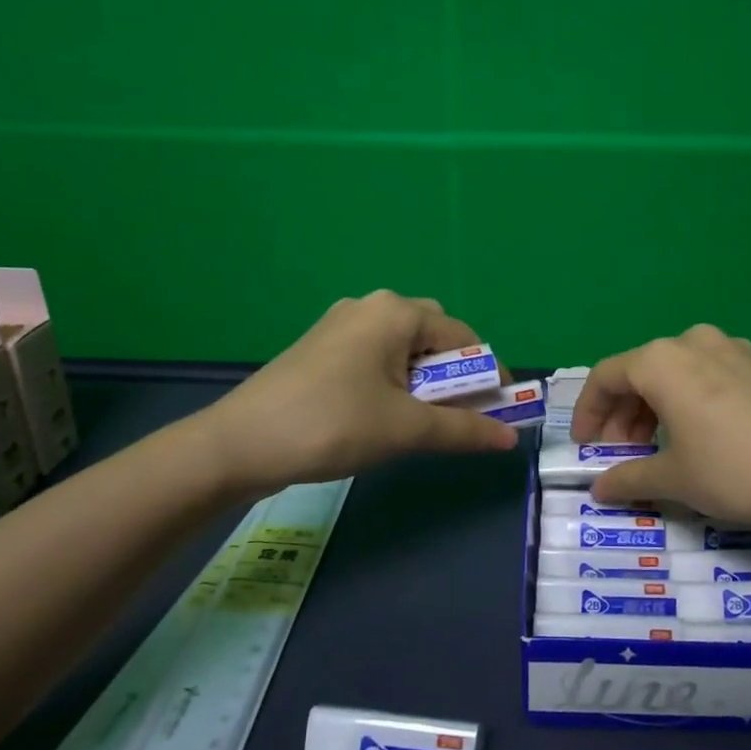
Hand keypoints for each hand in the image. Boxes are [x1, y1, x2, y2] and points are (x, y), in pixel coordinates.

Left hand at [201, 290, 518, 493]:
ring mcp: (340, 325)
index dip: (487, 375)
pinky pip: (375, 356)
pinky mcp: (321, 348)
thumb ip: (464, 430)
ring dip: (424, 381)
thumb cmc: (333, 424)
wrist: (240, 443)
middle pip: (433, 336)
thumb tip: (511, 438)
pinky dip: (395, 381)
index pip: (463, 338)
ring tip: (422, 421)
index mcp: (396, 312)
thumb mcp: (406, 429)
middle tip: (458, 416)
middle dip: (454, 376)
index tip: (498, 411)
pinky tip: (385, 414)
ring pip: (403, 348)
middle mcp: (370, 306)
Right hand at [572, 324, 750, 536]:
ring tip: (661, 447)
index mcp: (663, 361)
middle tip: (622, 453)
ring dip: (657, 407)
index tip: (585, 445)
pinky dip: (693, 400)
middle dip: (623, 414)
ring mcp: (736, 349)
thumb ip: (627, 478)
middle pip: (642, 372)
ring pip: (679, 372)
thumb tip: (599, 488)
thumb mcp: (673, 480)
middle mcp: (695, 342)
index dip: (588, 412)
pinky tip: (706, 435)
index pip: (606, 377)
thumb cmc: (735, 472)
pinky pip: (713, 375)